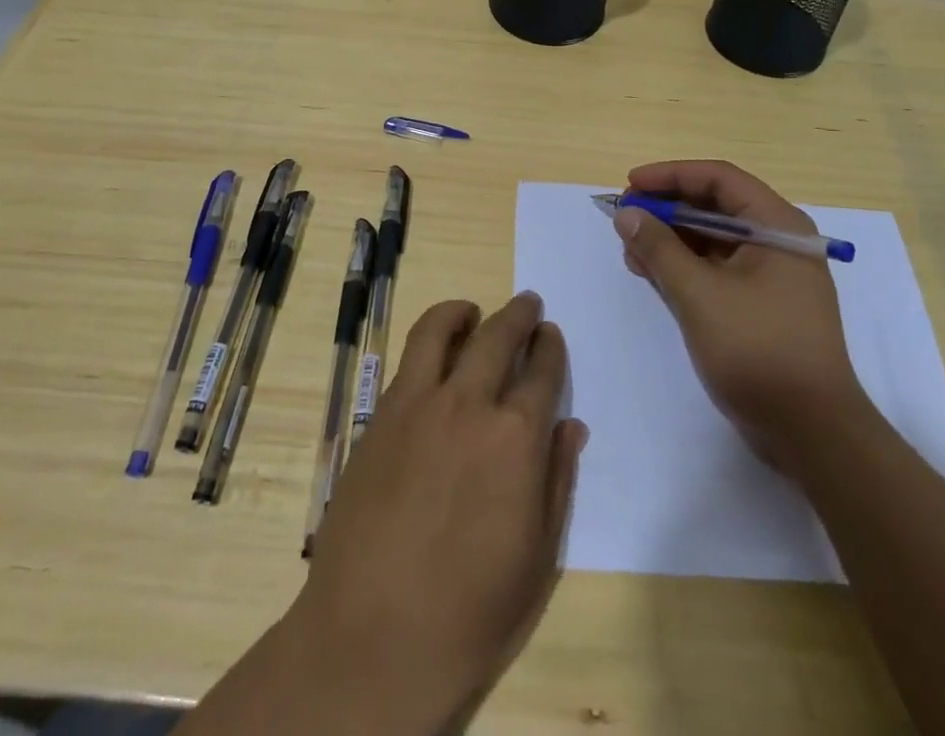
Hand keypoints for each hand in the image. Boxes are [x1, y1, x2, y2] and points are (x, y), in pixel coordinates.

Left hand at [293, 294, 586, 728]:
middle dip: (519, 315)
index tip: (551, 335)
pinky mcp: (380, 415)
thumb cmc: (470, 611)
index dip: (550, 347)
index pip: (542, 371)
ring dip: (463, 312)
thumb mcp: (537, 557)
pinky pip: (407, 359)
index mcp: (516, 438)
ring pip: (442, 330)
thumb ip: (557, 479)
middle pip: (498, 336)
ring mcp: (418, 405)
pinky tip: (435, 354)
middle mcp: (469, 404)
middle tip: (528, 306)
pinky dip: (429, 339)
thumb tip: (571, 425)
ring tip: (473, 311)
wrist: (373, 639)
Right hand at [615, 160, 864, 467]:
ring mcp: (770, 274)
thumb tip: (627, 214)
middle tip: (624, 219)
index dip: (671, 175)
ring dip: (670, 239)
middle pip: (714, 206)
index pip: (719, 178)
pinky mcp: (761, 304)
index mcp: (777, 225)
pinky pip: (716, 268)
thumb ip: (659, 249)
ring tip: (631, 252)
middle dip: (666, 209)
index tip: (630, 184)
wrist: (812, 434)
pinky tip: (652, 274)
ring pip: (712, 238)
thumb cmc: (759, 351)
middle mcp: (778, 241)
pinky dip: (684, 266)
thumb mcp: (700, 295)